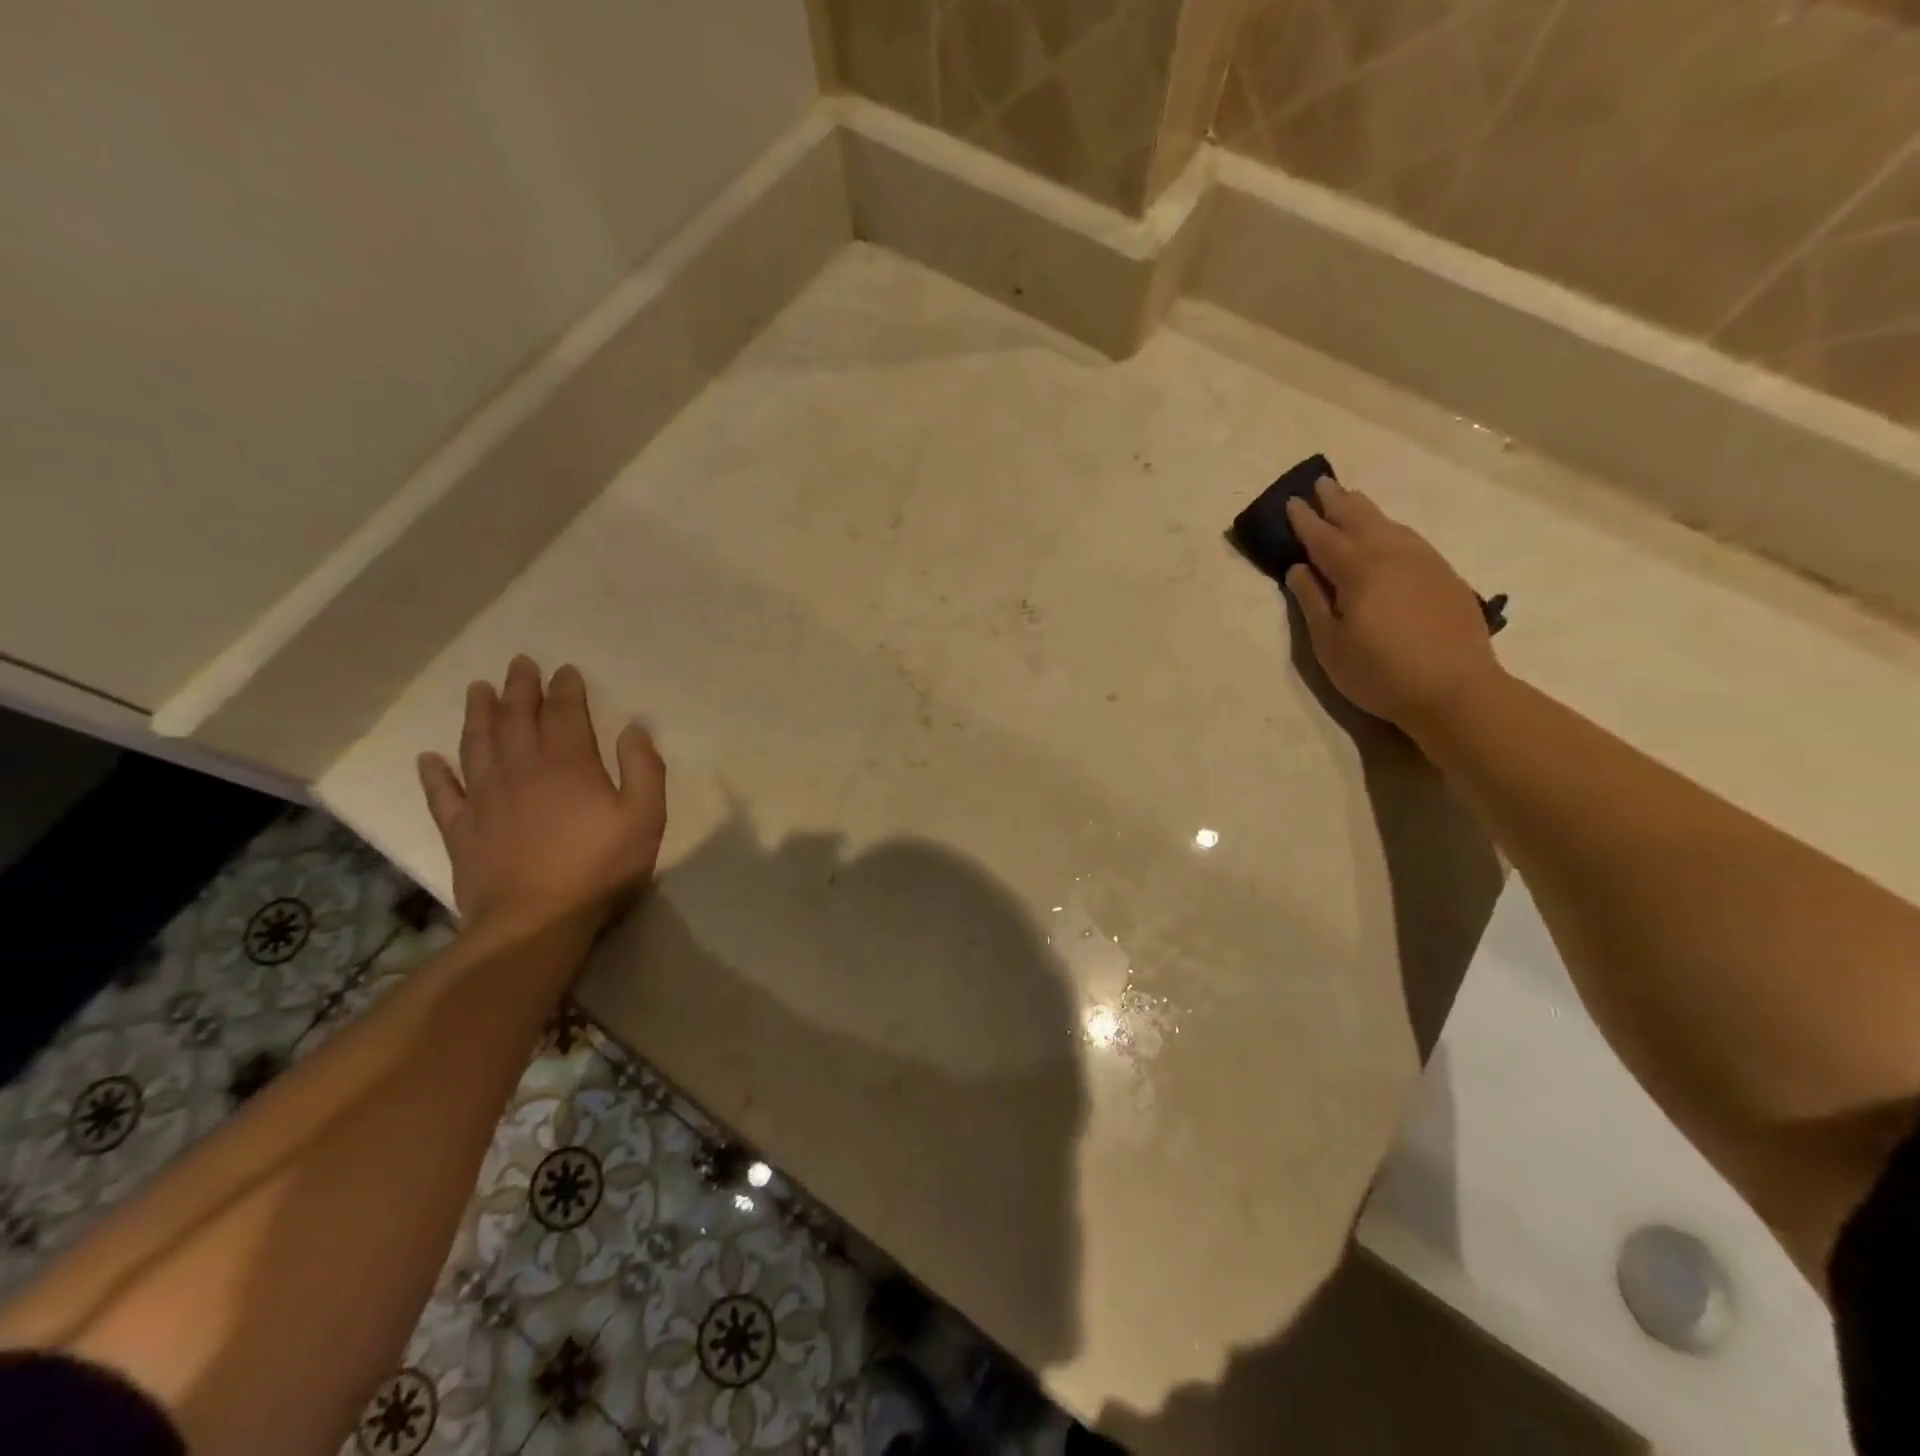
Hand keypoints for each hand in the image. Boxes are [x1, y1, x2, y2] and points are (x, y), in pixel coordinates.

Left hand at [417, 656, 665, 937]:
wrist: (534, 924)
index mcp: (567, 765)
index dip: (566, 689)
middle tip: (518, 664)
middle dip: (519, 689)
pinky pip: (443, 794)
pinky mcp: (461, 830)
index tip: (565, 670)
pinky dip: (435, 774)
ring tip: (478, 690)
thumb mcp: (645, 818)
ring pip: (477, 745)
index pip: (565, 714)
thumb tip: (633, 728)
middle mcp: (521, 770)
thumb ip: (643, 769)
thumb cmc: (599, 869)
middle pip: (517, 719)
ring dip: (478, 715)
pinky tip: (429, 759)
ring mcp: (485, 799)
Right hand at [1283, 477, 1503, 729]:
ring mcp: (1424, 562)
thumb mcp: (1330, 644)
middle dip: (1336, 501)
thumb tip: (1298, 569)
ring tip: (1350, 500)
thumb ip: (1312, 602)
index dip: (1304, 520)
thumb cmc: (1380, 672)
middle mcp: (1392, 554)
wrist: (1456, 690)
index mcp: (1358, 570)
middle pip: (1359, 518)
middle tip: (1320, 483)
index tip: (1291, 502)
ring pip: (1389, 524)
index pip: (1323, 537)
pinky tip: (1388, 534)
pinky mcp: (1444, 576)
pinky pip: (1410, 538)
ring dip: (1365, 510)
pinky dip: (1390, 528)